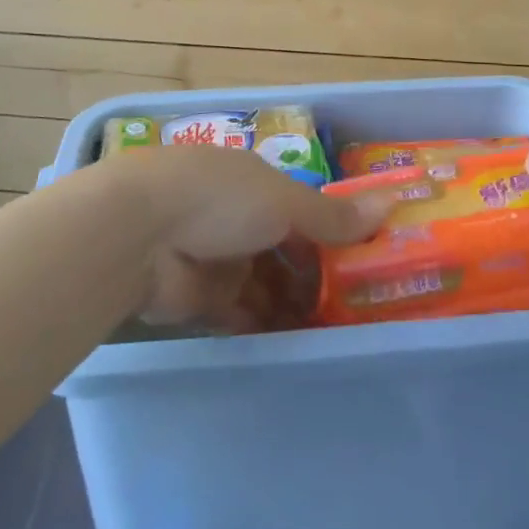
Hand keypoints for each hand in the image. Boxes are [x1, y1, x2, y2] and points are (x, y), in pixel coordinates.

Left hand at [96, 146, 390, 330]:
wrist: (136, 235)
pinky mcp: (200, 299)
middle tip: (359, 308)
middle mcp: (238, 217)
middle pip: (286, 250)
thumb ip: (333, 214)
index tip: (368, 262)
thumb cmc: (218, 200)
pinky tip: (300, 346)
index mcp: (256, 182)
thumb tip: (392, 203)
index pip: (303, 209)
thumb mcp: (283, 201)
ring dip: (297, 306)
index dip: (334, 233)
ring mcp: (218, 258)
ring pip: (267, 285)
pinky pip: (243, 315)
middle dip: (318, 277)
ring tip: (339, 334)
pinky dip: (268, 328)